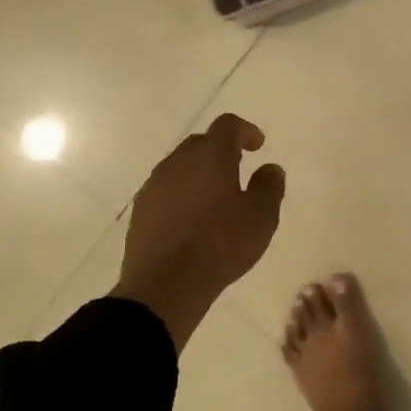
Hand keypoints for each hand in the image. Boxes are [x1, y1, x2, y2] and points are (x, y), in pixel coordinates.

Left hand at [116, 114, 285, 349]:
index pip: (227, 125)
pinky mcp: (140, 211)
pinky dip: (182, 195)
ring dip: (199, 174)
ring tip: (215, 199)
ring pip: (180, 167)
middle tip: (238, 171)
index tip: (257, 146)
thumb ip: (270, 186)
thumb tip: (270, 168)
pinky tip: (192, 220)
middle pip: (200, 143)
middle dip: (220, 151)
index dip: (245, 130)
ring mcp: (154, 185)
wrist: (165, 285)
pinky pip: (166, 190)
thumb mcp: (262, 217)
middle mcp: (178, 162)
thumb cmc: (221, 244)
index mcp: (210, 156)